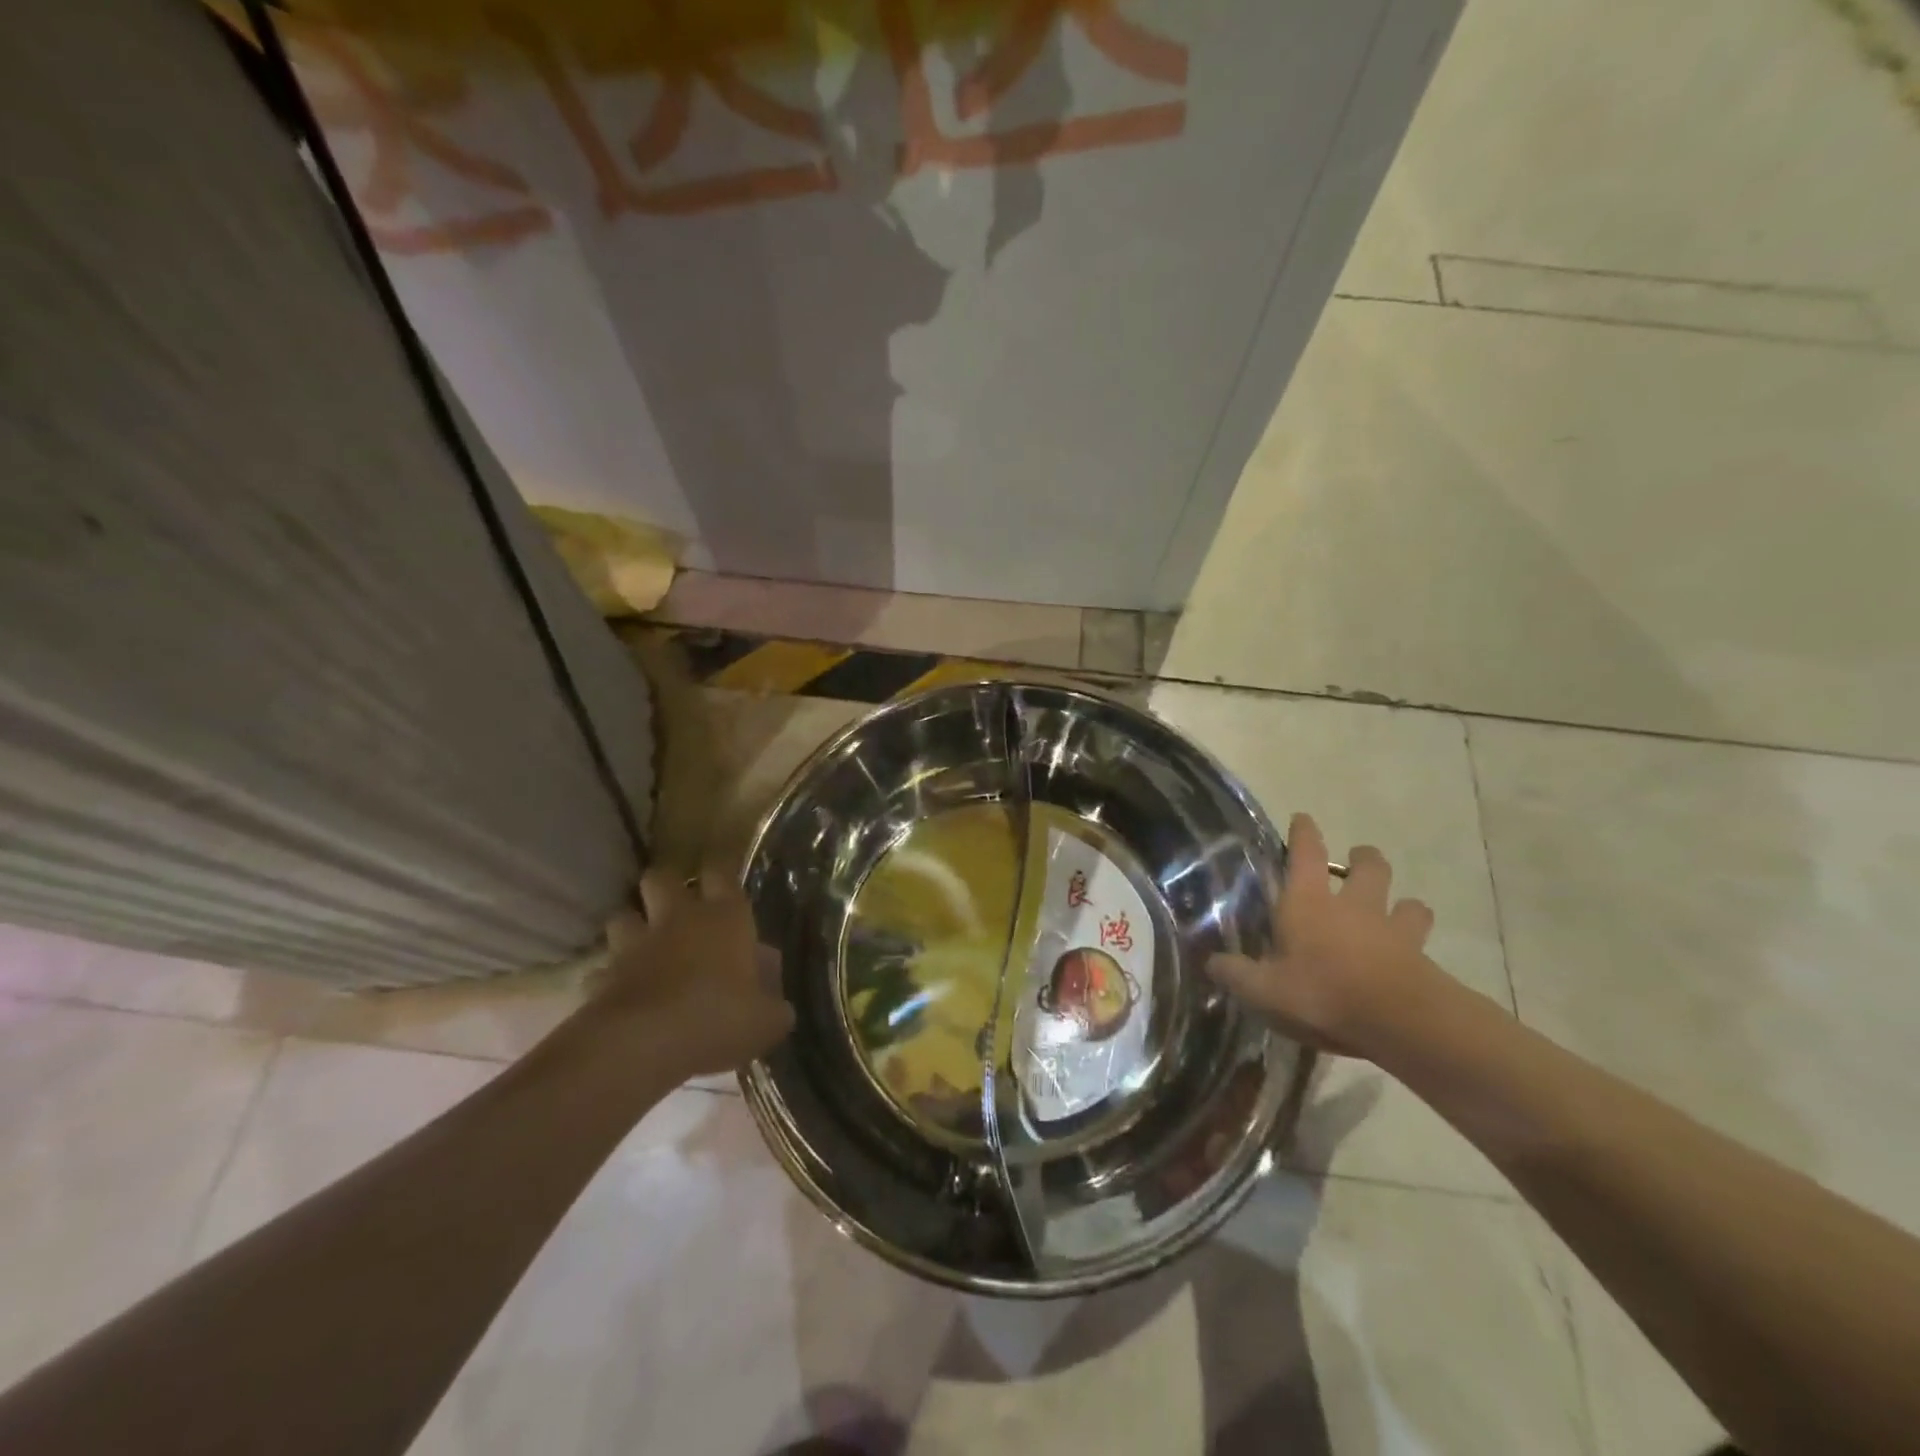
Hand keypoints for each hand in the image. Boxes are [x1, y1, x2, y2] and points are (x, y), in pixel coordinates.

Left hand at [588, 868, 794, 1079]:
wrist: (644, 1045)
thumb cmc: (719, 1019)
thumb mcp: (768, 1020)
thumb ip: (774, 1006)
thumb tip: (778, 1005)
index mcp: (725, 918)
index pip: (721, 871)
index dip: (721, 868)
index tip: (723, 871)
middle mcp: (678, 919)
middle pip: (661, 878)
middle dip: (665, 887)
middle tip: (676, 906)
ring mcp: (634, 945)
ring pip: (622, 916)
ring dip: (631, 927)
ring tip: (642, 946)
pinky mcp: (601, 977)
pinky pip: (601, 970)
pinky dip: (608, 979)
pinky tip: (618, 994)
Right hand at [1208, 813, 1436, 1056]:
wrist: (1401, 1023)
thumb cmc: (1323, 994)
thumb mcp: (1264, 991)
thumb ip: (1236, 974)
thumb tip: (1211, 962)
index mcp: (1308, 903)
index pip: (1306, 853)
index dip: (1304, 833)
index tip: (1303, 819)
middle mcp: (1353, 906)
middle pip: (1368, 866)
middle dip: (1363, 858)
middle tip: (1356, 862)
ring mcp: (1393, 929)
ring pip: (1407, 902)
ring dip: (1401, 902)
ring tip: (1395, 911)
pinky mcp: (1422, 957)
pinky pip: (1421, 939)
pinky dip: (1417, 942)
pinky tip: (1411, 956)